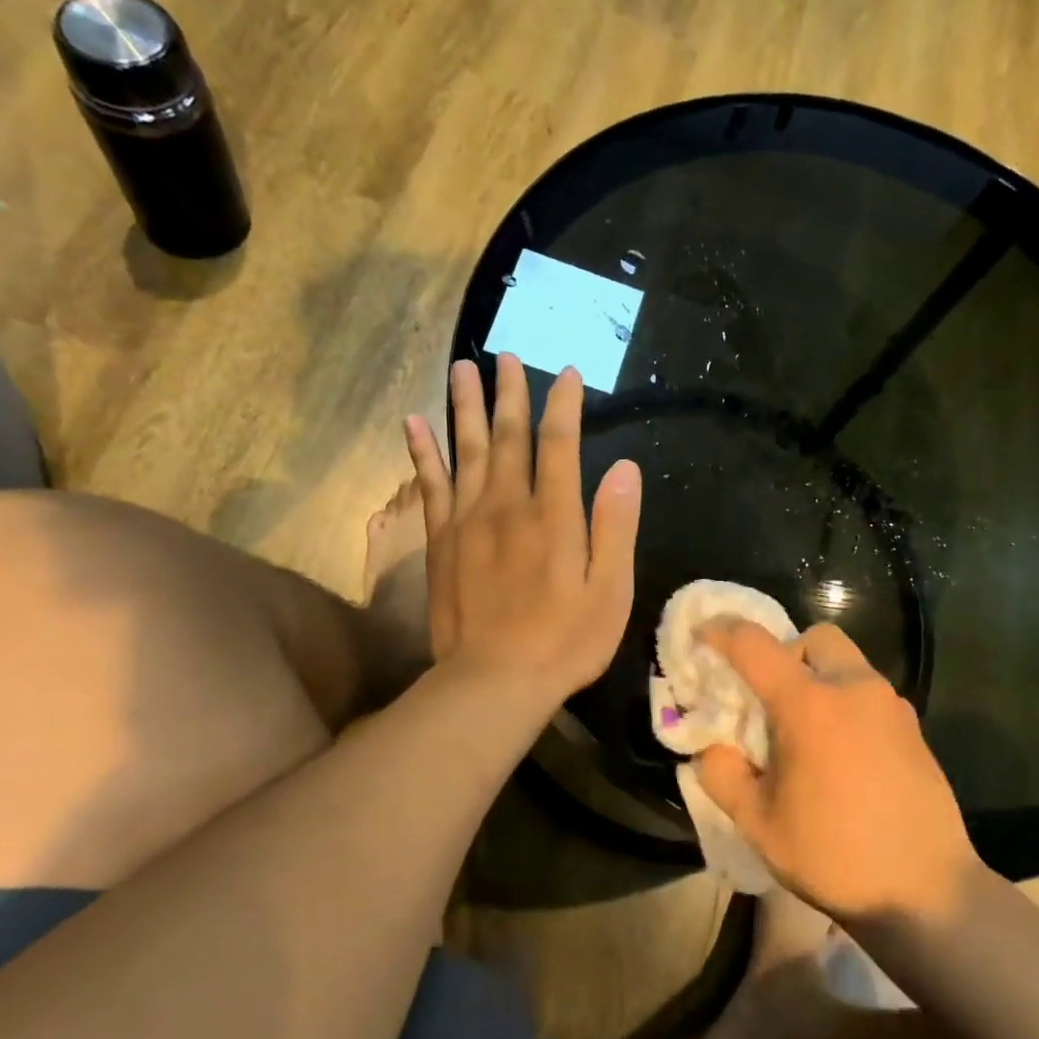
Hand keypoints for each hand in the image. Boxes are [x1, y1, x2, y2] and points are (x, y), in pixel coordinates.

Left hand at [404, 354, 640, 700]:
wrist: (494, 681)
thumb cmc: (564, 641)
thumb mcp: (611, 591)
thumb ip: (616, 527)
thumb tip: (625, 469)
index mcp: (554, 515)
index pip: (560, 444)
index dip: (563, 405)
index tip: (566, 374)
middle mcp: (508, 505)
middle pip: (509, 436)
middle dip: (511, 393)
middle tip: (508, 357)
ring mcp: (468, 520)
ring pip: (466, 449)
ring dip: (465, 406)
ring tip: (463, 368)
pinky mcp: (441, 541)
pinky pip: (429, 484)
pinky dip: (422, 451)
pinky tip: (414, 423)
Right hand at [696, 622, 980, 925]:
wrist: (926, 892)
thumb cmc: (833, 854)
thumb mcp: (758, 823)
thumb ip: (722, 775)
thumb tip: (712, 749)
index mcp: (808, 704)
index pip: (754, 644)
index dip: (721, 631)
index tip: (702, 636)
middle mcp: (853, 688)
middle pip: (815, 638)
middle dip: (785, 652)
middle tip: (770, 698)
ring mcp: (891, 706)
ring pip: (847, 663)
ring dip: (818, 677)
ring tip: (805, 731)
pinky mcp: (914, 728)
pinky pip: (870, 693)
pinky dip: (845, 702)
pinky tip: (841, 754)